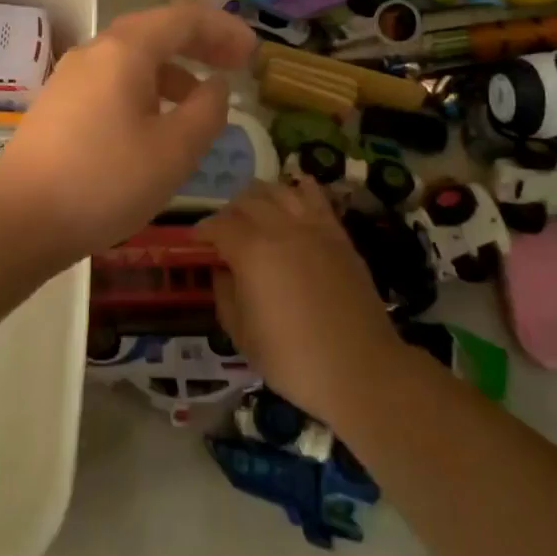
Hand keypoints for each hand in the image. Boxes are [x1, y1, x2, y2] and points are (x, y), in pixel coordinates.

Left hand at [0, 2, 256, 261]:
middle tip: (233, 65)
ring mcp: (71, 77)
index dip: (223, 31)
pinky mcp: (59, 104)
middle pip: (156, 31)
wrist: (17, 219)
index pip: (183, 19)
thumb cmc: (105, 181)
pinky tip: (153, 125)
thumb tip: (215, 86)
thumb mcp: (173, 151)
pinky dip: (145, 89)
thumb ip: (206, 112)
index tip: (253, 53)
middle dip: (199, 44)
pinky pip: (113, 81)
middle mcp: (96, 51)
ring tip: (199, 103)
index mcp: (126, 50)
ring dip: (172, 70)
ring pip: (133, 58)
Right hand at [198, 178, 409, 424]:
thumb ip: (226, 296)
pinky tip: (295, 188)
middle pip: (248, 201)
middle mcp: (280, 229)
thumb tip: (222, 272)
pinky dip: (301, 187)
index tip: (196, 241)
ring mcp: (313, 228)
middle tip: (224, 230)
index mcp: (252, 252)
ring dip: (261, 195)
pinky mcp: (338, 234)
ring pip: (280, 190)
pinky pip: (317, 197)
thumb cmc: (294, 359)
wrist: (360, 368)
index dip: (203, 230)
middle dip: (229, 211)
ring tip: (255, 209)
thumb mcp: (243, 336)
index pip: (219, 226)